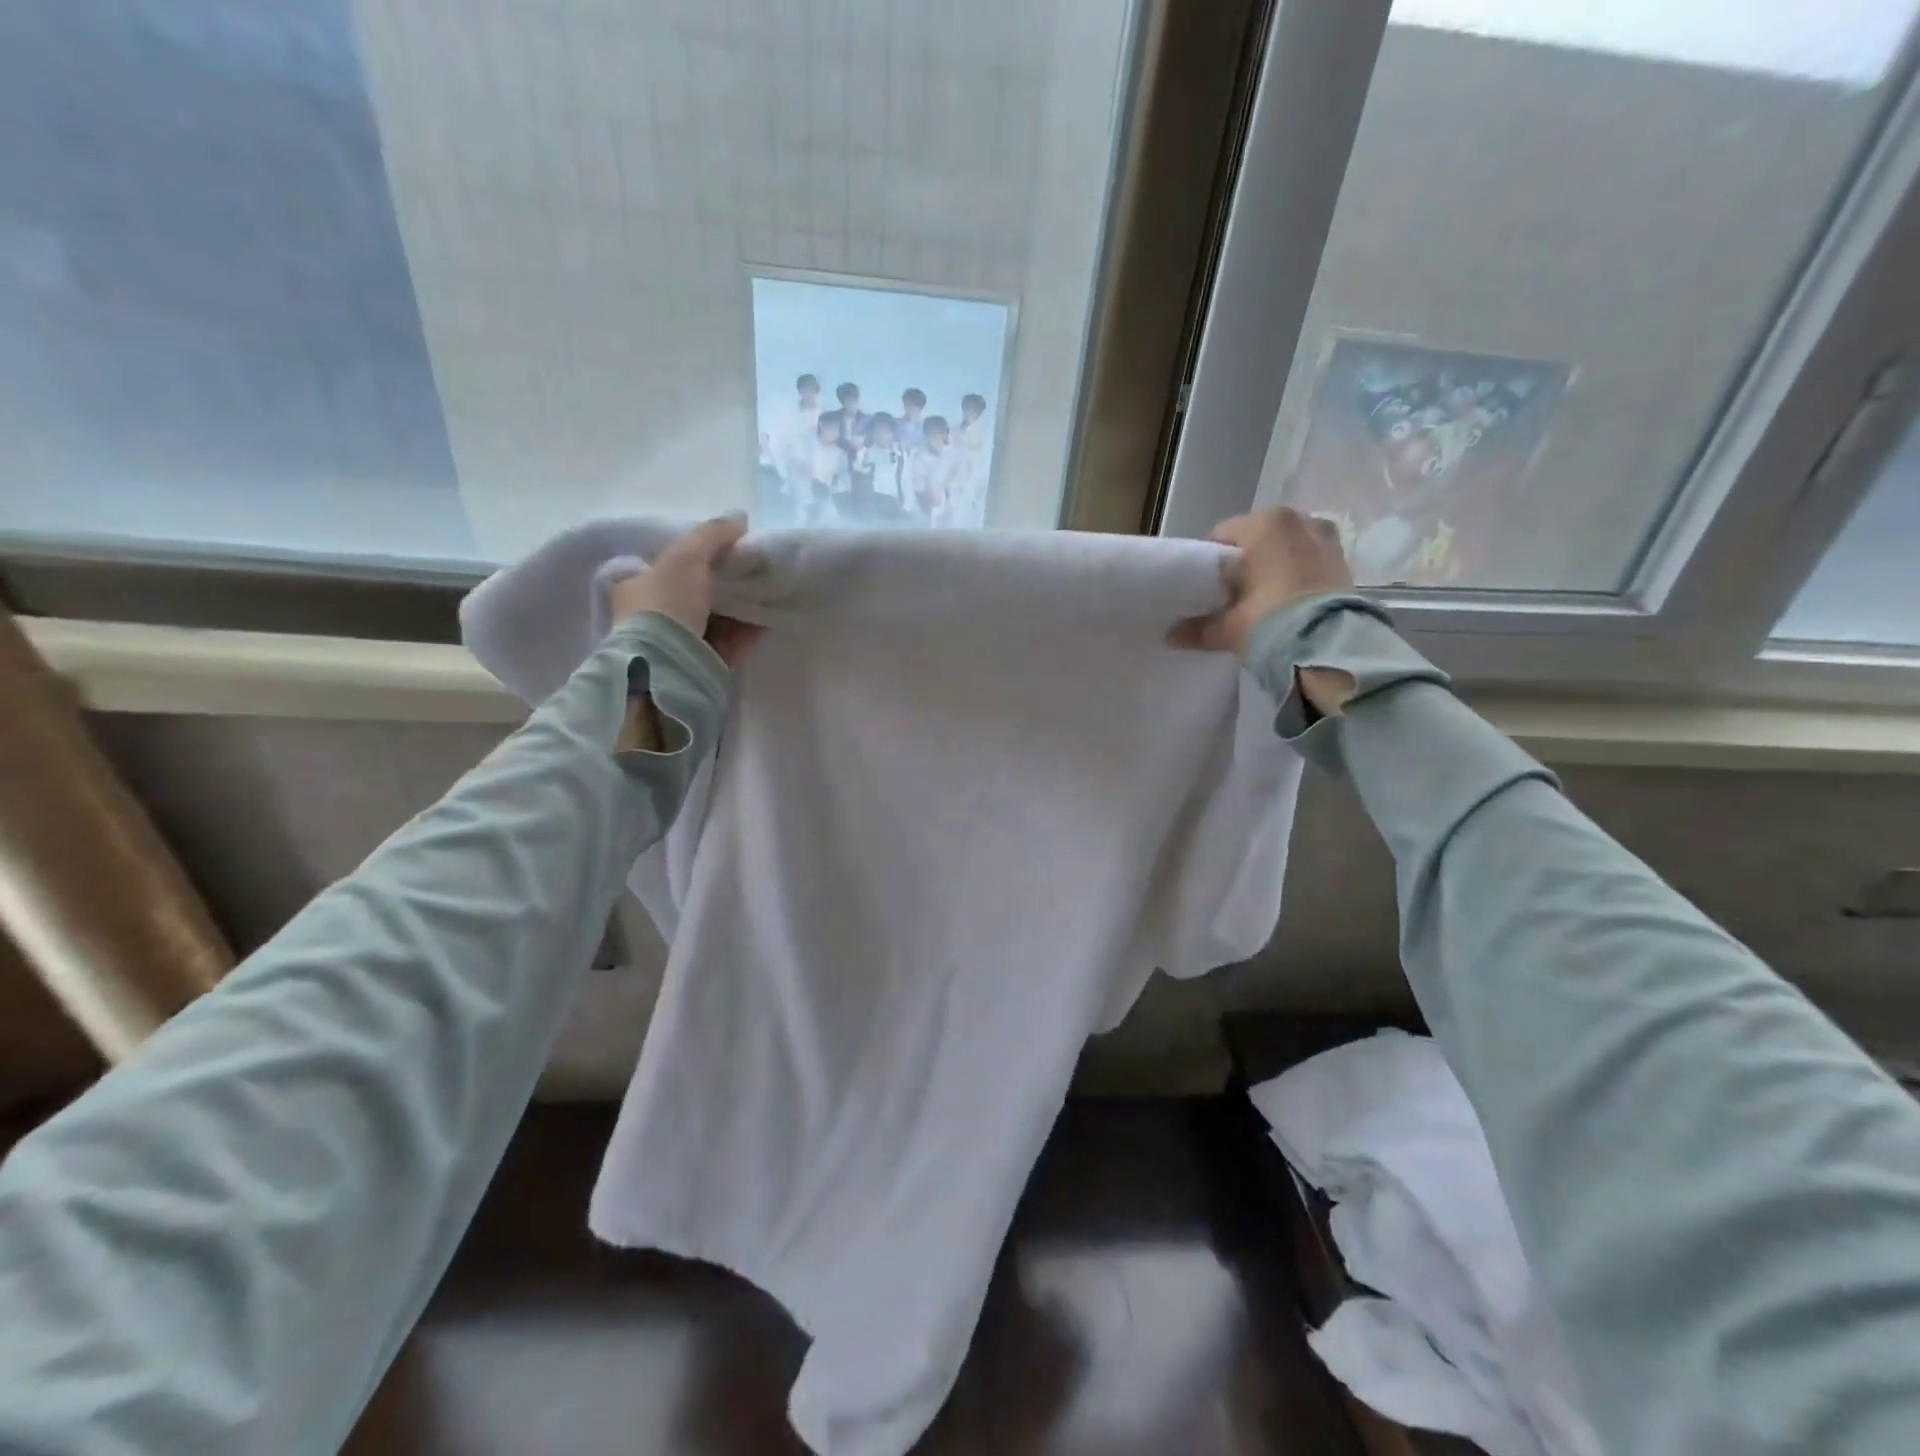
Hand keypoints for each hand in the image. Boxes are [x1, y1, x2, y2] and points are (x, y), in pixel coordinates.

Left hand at [607, 515, 764, 667]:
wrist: (666, 666)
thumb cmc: (666, 604)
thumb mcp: (686, 557)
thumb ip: (712, 535)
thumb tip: (739, 518)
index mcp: (635, 587)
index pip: (664, 567)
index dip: (693, 558)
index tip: (723, 554)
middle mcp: (651, 617)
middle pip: (692, 595)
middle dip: (721, 586)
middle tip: (749, 575)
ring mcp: (675, 645)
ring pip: (713, 621)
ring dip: (738, 611)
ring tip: (765, 597)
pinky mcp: (698, 666)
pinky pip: (728, 645)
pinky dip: (746, 634)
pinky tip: (767, 623)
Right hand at [1169, 506, 1356, 714]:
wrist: (1329, 646)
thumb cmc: (1270, 621)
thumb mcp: (1229, 627)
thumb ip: (1199, 628)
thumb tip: (1171, 637)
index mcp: (1264, 524)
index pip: (1222, 536)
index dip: (1210, 563)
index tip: (1206, 588)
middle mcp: (1298, 520)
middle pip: (1258, 538)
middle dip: (1246, 562)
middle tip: (1233, 595)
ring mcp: (1326, 539)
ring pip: (1287, 548)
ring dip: (1274, 566)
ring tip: (1263, 599)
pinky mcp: (1344, 562)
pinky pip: (1310, 561)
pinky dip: (1298, 575)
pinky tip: (1288, 602)